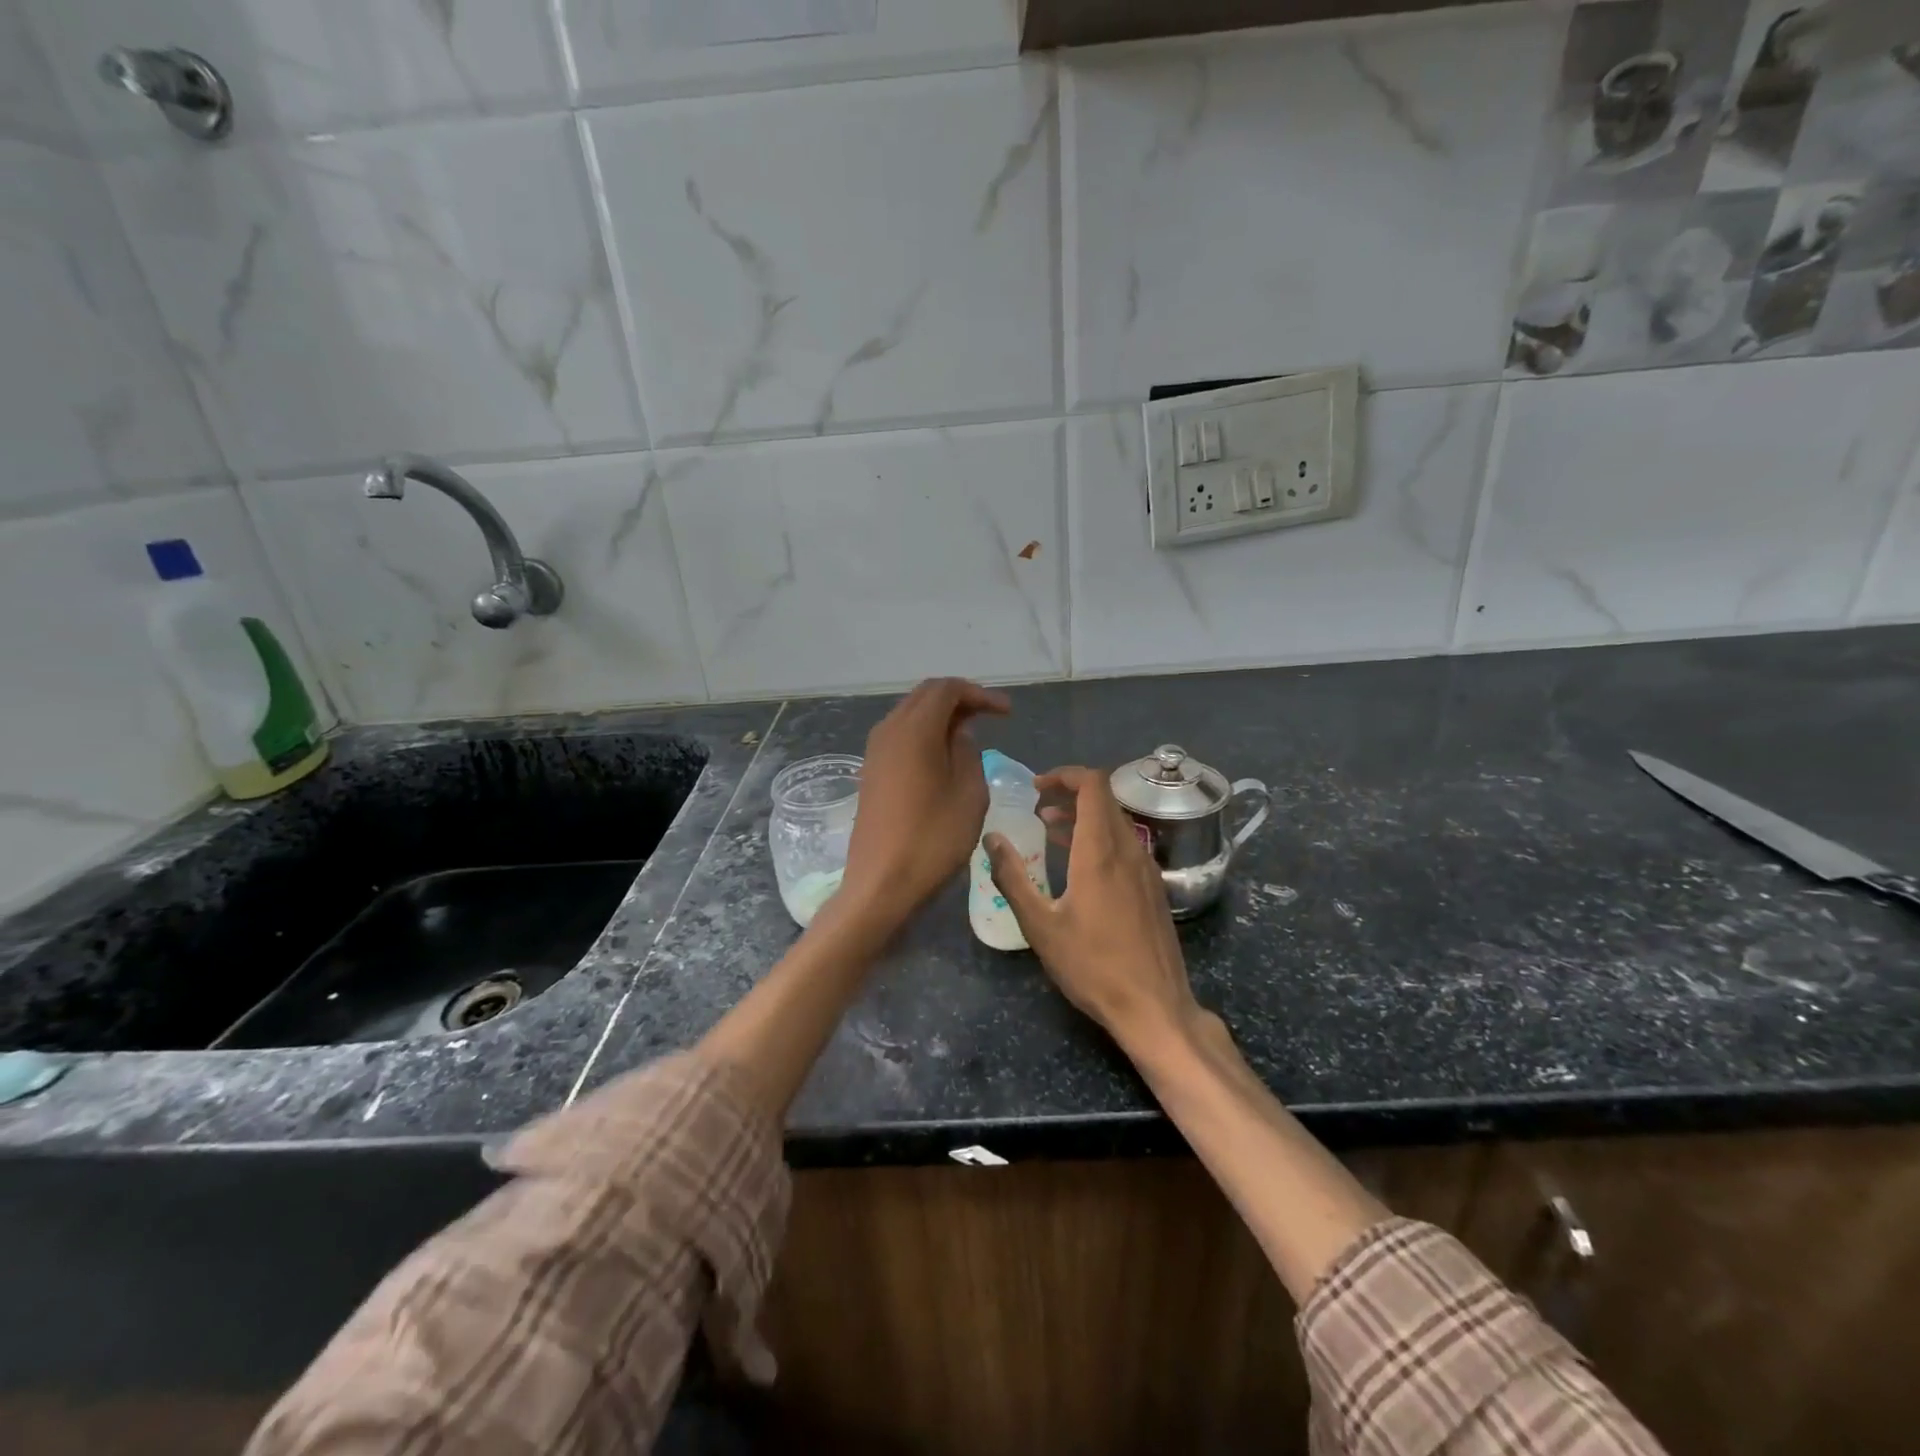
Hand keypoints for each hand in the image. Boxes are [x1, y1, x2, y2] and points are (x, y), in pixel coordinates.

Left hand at [842, 677, 1009, 925]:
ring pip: (910, 715)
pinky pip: (900, 737)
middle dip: (959, 699)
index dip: (979, 694)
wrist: (881, 884)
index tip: (1007, 713)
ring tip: (971, 734)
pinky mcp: (871, 772)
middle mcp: (889, 731)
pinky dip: (925, 735)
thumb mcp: (969, 794)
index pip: (946, 689)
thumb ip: (968, 753)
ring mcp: (875, 752)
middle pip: (925, 696)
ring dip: (940, 717)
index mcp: (914, 730)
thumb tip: (959, 734)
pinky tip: (944, 756)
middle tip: (990, 717)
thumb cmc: (933, 839)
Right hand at [984, 765, 1201, 1054]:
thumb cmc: (1092, 966)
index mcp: (1101, 851)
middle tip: (1037, 805)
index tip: (1036, 787)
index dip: (1065, 775)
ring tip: (1050, 827)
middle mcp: (1129, 849)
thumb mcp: (1040, 925)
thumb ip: (1013, 877)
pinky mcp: (1154, 887)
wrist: (1154, 1007)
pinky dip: (1100, 837)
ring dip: (1084, 815)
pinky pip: (1126, 844)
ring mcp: (1147, 868)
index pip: (1093, 784)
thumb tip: (991, 839)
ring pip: (1116, 821)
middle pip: (1104, 799)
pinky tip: (1079, 862)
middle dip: (1069, 793)